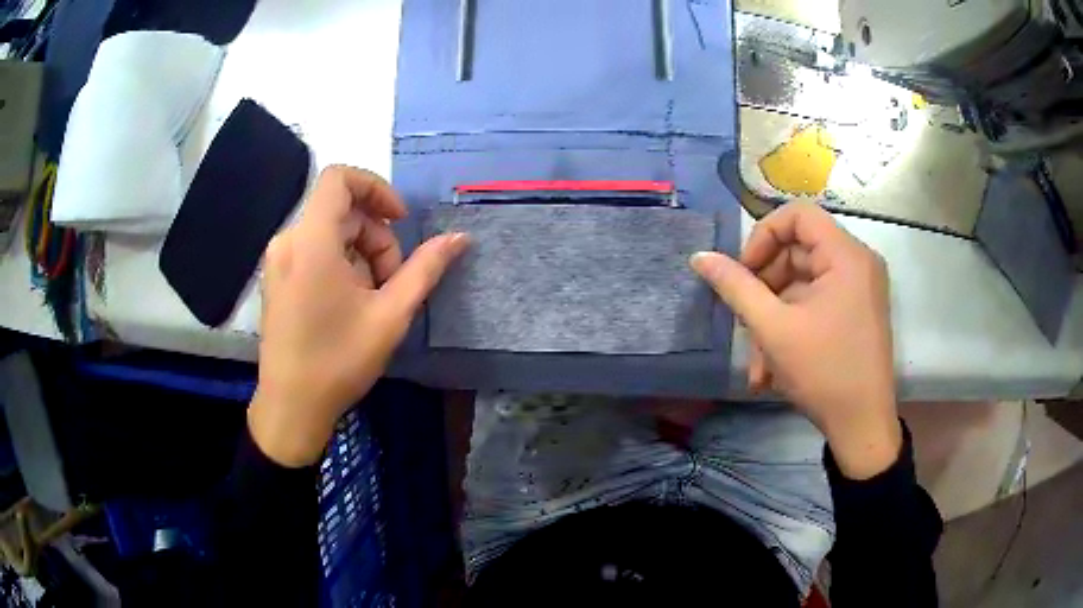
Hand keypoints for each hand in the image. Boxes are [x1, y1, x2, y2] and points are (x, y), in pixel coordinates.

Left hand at [250, 166, 468, 466]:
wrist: (291, 406)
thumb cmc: (339, 361)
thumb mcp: (390, 315)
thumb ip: (425, 269)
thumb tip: (460, 238)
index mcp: (312, 240)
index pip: (340, 178)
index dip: (376, 188)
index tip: (400, 221)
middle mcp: (288, 240)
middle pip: (342, 210)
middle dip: (376, 237)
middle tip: (392, 282)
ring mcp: (278, 260)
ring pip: (329, 232)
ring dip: (360, 253)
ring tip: (372, 298)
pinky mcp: (276, 277)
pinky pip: (314, 250)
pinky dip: (340, 263)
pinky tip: (349, 302)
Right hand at [690, 202, 900, 478]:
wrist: (862, 426)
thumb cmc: (823, 372)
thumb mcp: (773, 328)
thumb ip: (735, 287)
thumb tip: (700, 258)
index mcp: (846, 255)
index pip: (797, 215)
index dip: (763, 236)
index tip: (744, 274)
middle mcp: (858, 262)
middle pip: (798, 251)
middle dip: (764, 289)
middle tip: (744, 323)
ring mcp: (859, 288)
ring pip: (803, 284)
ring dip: (773, 318)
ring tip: (757, 363)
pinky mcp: (856, 311)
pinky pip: (816, 303)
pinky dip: (791, 327)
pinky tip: (772, 368)